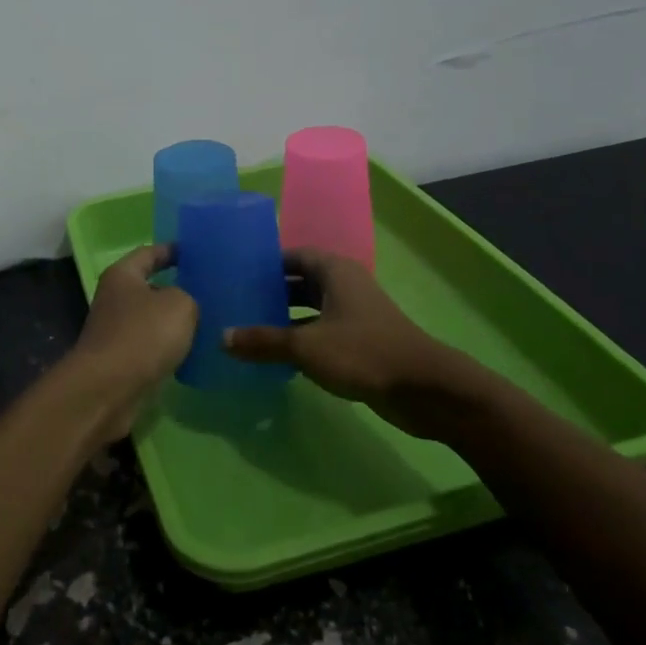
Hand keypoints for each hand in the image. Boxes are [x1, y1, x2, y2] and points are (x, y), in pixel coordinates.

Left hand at [68, 244, 197, 438]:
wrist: (109, 389)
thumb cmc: (143, 334)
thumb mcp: (180, 304)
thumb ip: (189, 297)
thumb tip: (185, 306)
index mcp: (123, 275)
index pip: (149, 253)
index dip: (172, 250)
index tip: (196, 253)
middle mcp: (114, 299)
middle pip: (150, 287)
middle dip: (177, 289)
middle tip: (210, 290)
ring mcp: (116, 332)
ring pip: (152, 320)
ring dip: (174, 322)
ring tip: (209, 322)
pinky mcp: (121, 361)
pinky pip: (151, 347)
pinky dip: (169, 349)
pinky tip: (193, 353)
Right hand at [224, 248, 489, 440]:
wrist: (423, 389)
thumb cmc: (362, 352)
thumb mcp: (305, 346)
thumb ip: (263, 341)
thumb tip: (222, 338)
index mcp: (335, 271)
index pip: (293, 255)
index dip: (265, 262)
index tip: (236, 273)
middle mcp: (345, 286)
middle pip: (300, 282)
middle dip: (271, 292)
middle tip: (235, 302)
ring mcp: (354, 314)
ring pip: (311, 309)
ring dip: (284, 318)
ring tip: (247, 328)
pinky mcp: (360, 342)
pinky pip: (321, 332)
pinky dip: (300, 339)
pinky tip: (276, 356)